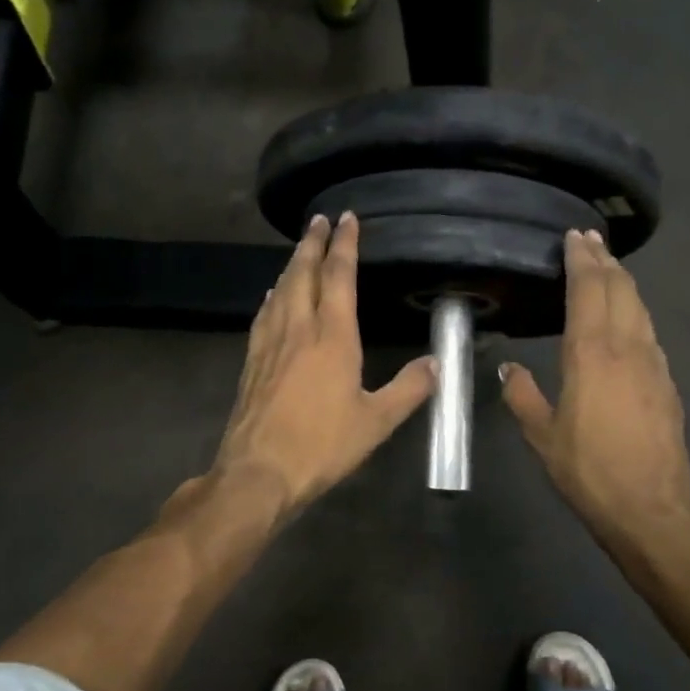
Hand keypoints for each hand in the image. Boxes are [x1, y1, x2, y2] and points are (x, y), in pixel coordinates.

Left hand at [207, 212, 435, 520]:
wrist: (258, 472)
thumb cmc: (322, 445)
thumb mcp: (376, 422)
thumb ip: (409, 389)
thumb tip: (438, 363)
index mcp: (332, 336)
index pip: (338, 276)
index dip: (344, 245)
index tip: (346, 219)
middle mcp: (298, 329)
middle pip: (302, 273)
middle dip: (311, 243)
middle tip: (317, 219)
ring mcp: (270, 344)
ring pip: (280, 290)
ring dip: (291, 265)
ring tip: (299, 251)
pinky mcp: (251, 361)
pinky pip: (264, 315)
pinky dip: (273, 296)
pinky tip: (272, 296)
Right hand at [501, 231, 689, 571]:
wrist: (651, 507)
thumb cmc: (588, 469)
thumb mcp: (541, 435)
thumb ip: (522, 395)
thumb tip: (509, 370)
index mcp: (591, 354)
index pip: (588, 290)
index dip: (582, 260)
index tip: (575, 237)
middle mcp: (626, 347)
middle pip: (620, 289)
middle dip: (605, 260)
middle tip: (591, 239)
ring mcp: (653, 363)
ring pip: (639, 307)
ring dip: (623, 282)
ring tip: (609, 267)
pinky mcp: (667, 382)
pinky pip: (648, 331)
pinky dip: (634, 310)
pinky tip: (627, 317)